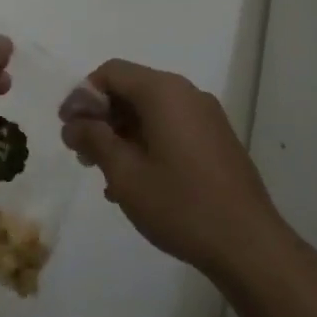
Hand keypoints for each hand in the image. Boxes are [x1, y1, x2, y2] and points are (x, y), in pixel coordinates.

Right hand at [61, 59, 283, 273]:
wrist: (248, 244)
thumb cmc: (180, 204)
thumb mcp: (125, 174)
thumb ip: (94, 140)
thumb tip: (74, 123)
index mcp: (164, 92)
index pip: (112, 72)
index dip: (83, 95)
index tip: (68, 128)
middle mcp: (187, 94)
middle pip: (133, 89)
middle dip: (102, 116)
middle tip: (82, 153)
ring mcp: (207, 117)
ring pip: (152, 111)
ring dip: (123, 134)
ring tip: (106, 174)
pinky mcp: (217, 140)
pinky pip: (172, 128)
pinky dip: (148, 143)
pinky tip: (137, 182)